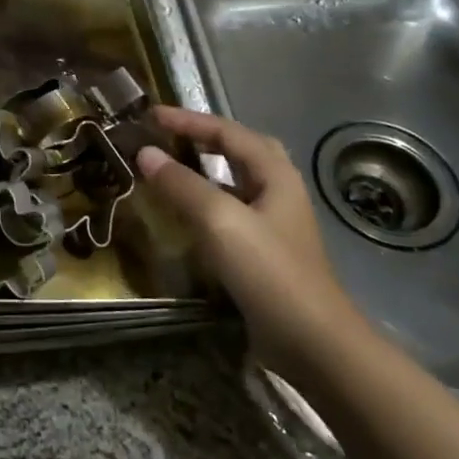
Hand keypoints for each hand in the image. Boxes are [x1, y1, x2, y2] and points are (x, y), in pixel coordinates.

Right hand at [136, 107, 358, 355]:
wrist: (313, 343)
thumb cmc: (269, 272)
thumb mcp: (220, 221)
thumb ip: (181, 184)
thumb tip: (145, 153)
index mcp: (275, 173)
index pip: (227, 131)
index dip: (188, 120)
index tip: (150, 115)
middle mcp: (278, 190)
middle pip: (239, 149)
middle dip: (203, 137)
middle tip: (167, 135)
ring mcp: (274, 223)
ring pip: (235, 182)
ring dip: (203, 169)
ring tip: (170, 167)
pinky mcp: (265, 251)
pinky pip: (230, 212)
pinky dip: (205, 202)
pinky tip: (185, 215)